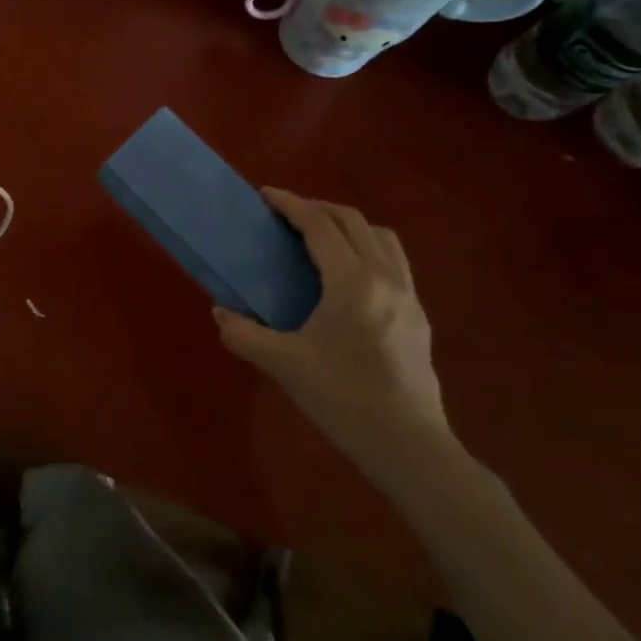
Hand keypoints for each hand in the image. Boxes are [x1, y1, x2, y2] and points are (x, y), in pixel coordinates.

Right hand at [213, 190, 454, 485]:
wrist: (408, 445)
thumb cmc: (342, 398)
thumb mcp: (283, 365)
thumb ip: (244, 334)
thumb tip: (220, 312)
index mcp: (352, 282)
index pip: (320, 225)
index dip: (291, 204)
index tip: (266, 194)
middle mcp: (385, 277)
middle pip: (353, 221)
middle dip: (318, 208)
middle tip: (286, 214)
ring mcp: (409, 295)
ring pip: (381, 237)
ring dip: (349, 225)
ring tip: (321, 238)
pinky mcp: (419, 316)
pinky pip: (394, 262)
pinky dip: (368, 249)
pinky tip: (349, 278)